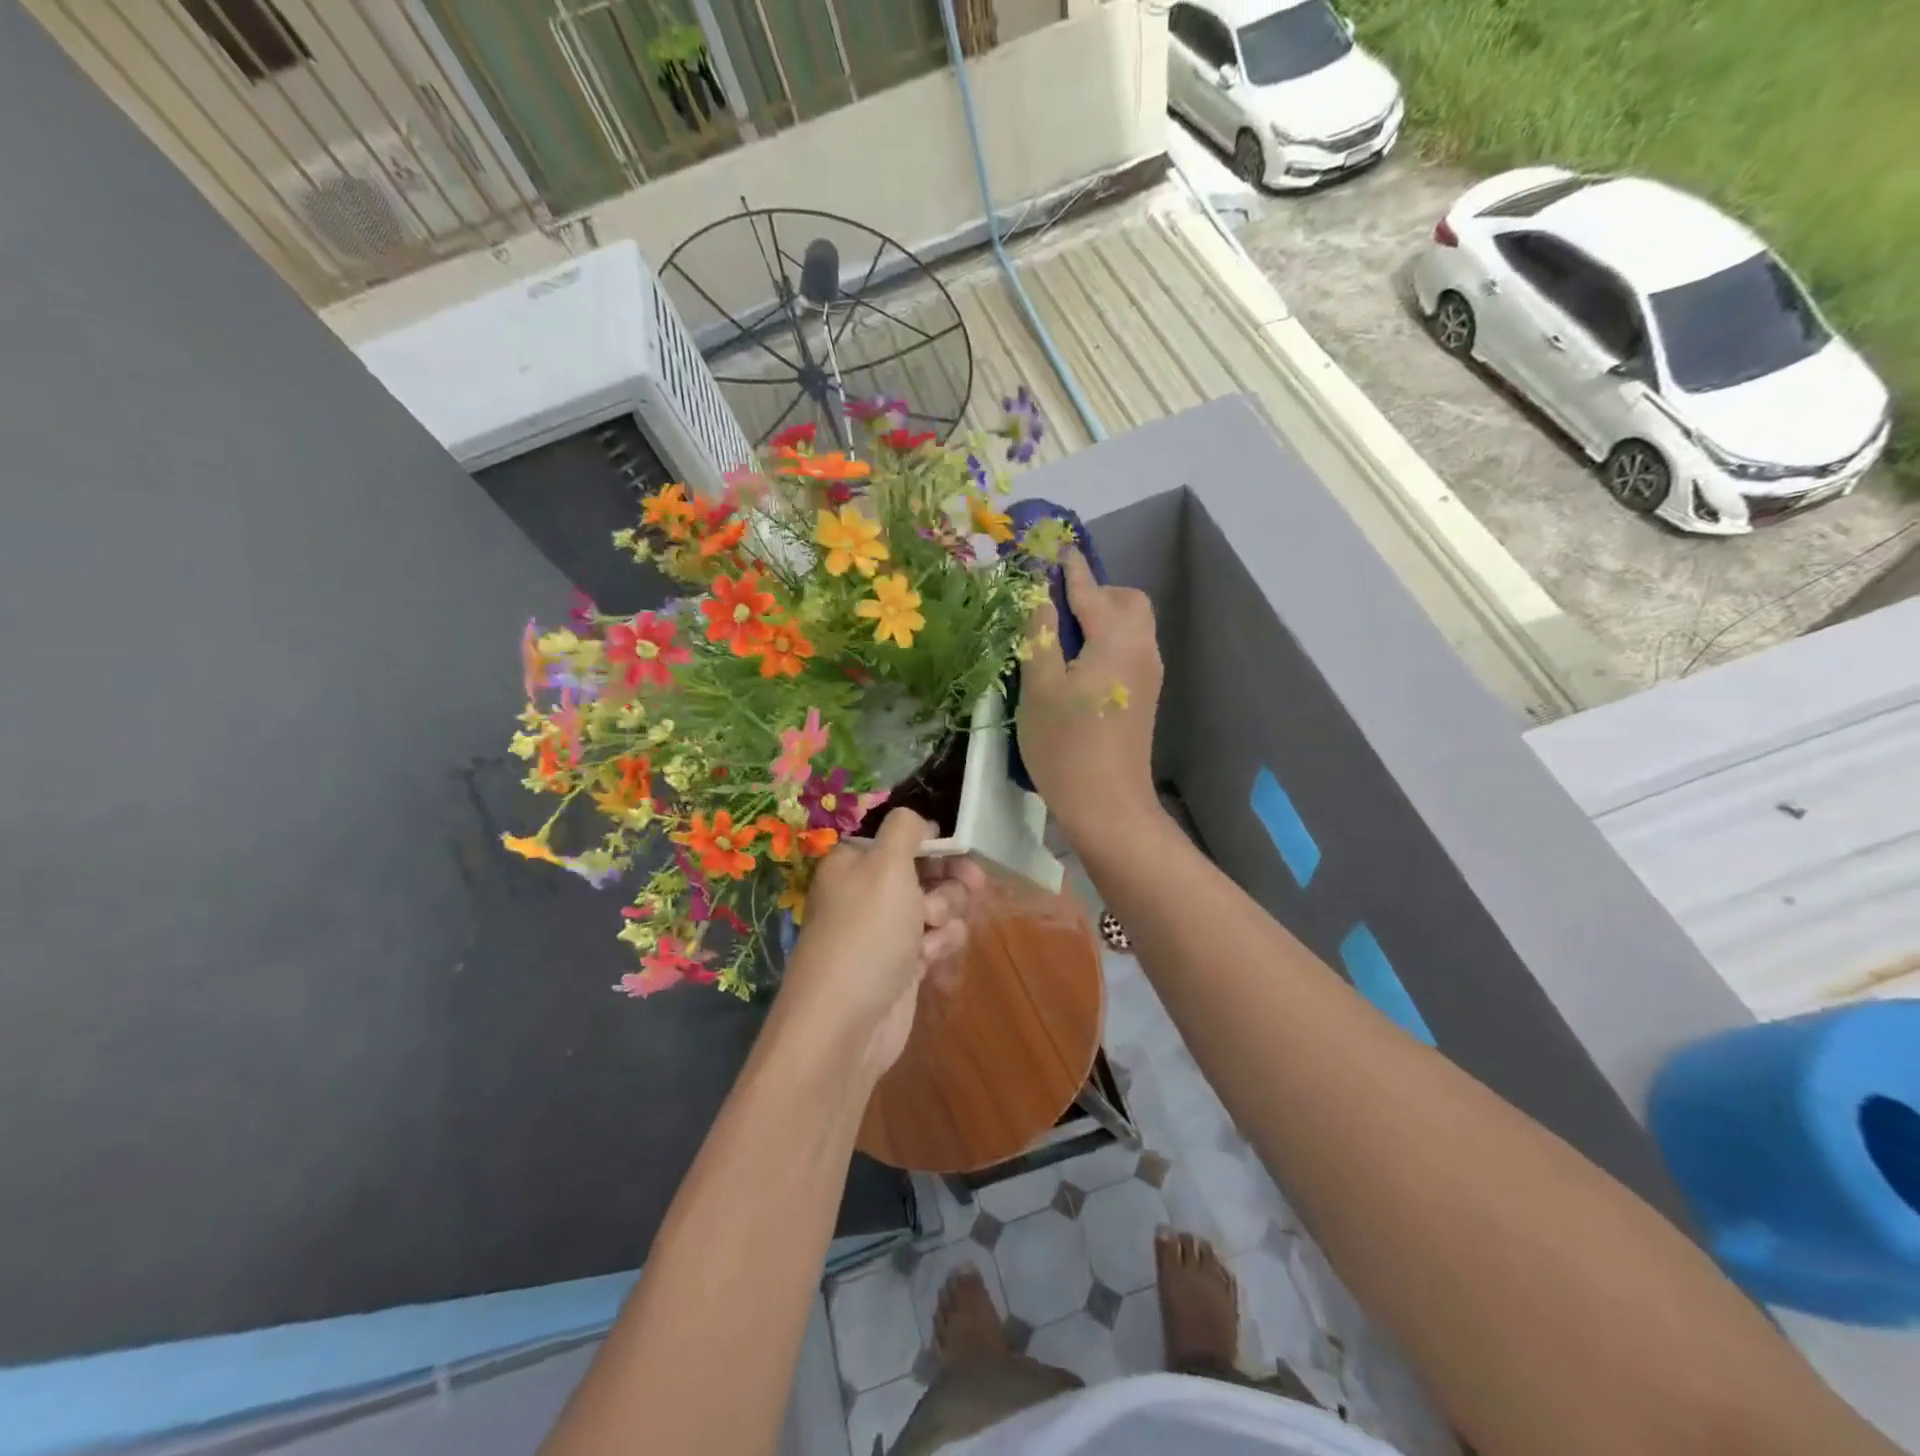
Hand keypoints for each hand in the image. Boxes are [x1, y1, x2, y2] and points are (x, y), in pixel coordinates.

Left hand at [777, 809, 984, 1081]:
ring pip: (938, 903)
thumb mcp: (886, 864)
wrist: (847, 1023)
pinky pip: (936, 938)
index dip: (932, 840)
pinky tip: (930, 959)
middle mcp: (868, 891)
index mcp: (855, 861)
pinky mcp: (904, 962)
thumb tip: (917, 822)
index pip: (901, 836)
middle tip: (970, 884)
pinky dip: (940, 944)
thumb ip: (905, 829)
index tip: (958, 847)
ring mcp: (886, 928)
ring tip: (932, 931)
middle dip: (948, 879)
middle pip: (926, 868)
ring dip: (946, 913)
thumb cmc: (867, 933)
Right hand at [1017, 548, 1164, 845]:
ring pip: (1130, 625)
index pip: (1090, 588)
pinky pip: (1128, 649)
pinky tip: (1077, 666)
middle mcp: (1141, 648)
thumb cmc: (1066, 746)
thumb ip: (1040, 634)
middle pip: (1126, 601)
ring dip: (1100, 617)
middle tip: (1054, 608)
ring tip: (1060, 638)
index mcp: (1116, 639)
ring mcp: (1148, 674)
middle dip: (1094, 592)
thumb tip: (1039, 594)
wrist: (1108, 806)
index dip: (1068, 567)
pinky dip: (1106, 641)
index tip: (1051, 547)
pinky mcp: (1144, 696)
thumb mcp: (1040, 687)